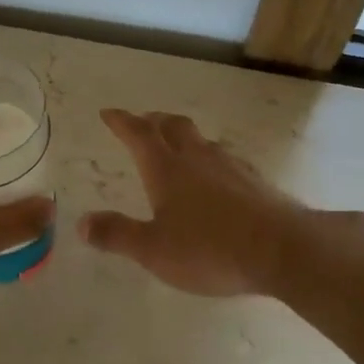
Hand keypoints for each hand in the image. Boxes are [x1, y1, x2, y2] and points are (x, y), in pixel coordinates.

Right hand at [78, 108, 307, 296]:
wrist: (282, 250)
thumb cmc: (209, 249)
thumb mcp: (153, 250)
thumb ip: (117, 234)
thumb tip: (81, 223)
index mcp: (167, 169)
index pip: (138, 134)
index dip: (121, 121)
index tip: (108, 113)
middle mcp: (198, 158)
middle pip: (173, 126)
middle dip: (154, 121)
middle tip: (142, 122)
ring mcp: (231, 167)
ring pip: (202, 140)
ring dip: (184, 137)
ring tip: (177, 147)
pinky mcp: (255, 182)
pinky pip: (226, 159)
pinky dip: (210, 159)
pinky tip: (216, 177)